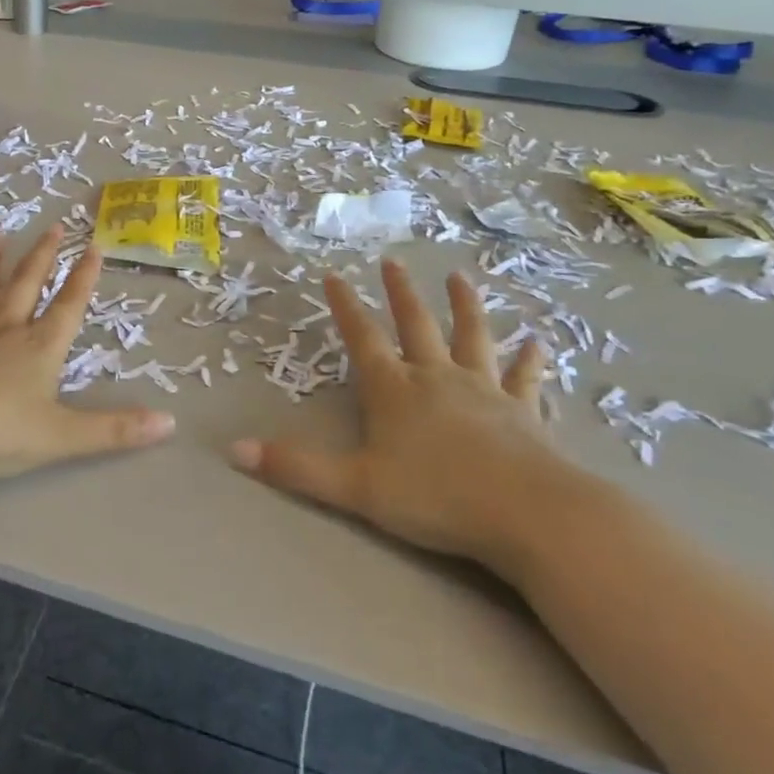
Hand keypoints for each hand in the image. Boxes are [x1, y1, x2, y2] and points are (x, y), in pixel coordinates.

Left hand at [0, 226, 175, 482]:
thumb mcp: (63, 437)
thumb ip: (115, 430)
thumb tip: (170, 423)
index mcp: (39, 348)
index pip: (69, 305)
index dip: (84, 277)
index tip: (94, 245)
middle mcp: (5, 331)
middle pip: (27, 285)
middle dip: (43, 255)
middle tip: (53, 225)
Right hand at [230, 259, 570, 572]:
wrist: (527, 513)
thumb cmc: (436, 498)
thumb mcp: (355, 487)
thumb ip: (297, 468)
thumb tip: (234, 451)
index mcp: (394, 390)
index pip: (362, 338)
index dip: (345, 307)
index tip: (332, 275)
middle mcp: (436, 378)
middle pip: (416, 325)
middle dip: (400, 292)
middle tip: (392, 260)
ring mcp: (483, 391)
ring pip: (472, 337)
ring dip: (465, 306)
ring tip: (459, 277)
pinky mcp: (523, 412)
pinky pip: (524, 379)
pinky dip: (530, 360)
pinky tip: (539, 343)